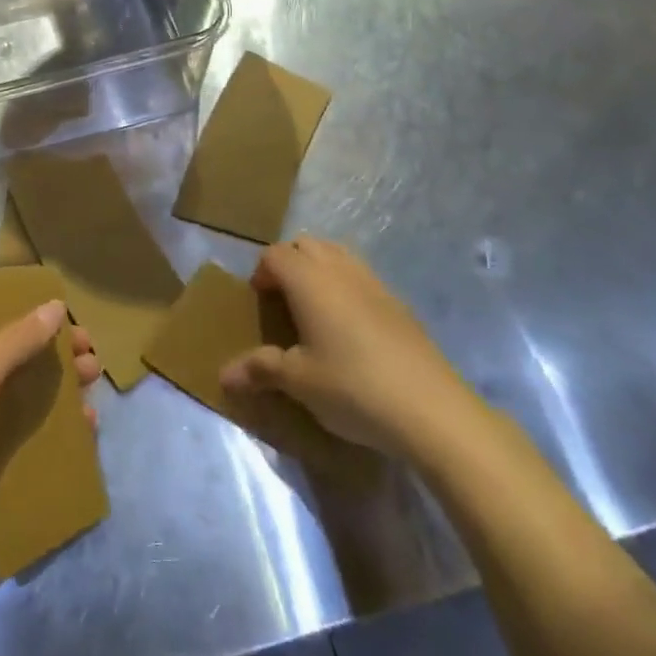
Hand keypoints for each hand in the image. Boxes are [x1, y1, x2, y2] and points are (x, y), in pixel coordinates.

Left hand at [0, 302, 99, 594]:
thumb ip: (17, 339)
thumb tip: (56, 305)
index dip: (12, 304)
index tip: (53, 301)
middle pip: (11, 353)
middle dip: (50, 347)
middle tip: (87, 345)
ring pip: (26, 394)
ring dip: (61, 384)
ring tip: (95, 377)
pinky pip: (33, 435)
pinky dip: (60, 426)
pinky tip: (87, 423)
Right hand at [220, 236, 477, 460]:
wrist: (432, 410)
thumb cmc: (353, 388)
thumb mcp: (299, 382)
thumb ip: (260, 369)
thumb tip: (223, 375)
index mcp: (309, 280)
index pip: (274, 254)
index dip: (261, 272)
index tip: (258, 301)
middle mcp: (340, 270)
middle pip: (306, 244)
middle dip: (288, 262)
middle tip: (282, 300)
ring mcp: (374, 283)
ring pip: (337, 254)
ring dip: (319, 269)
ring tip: (313, 309)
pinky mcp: (399, 303)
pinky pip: (361, 276)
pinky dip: (346, 286)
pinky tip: (349, 328)